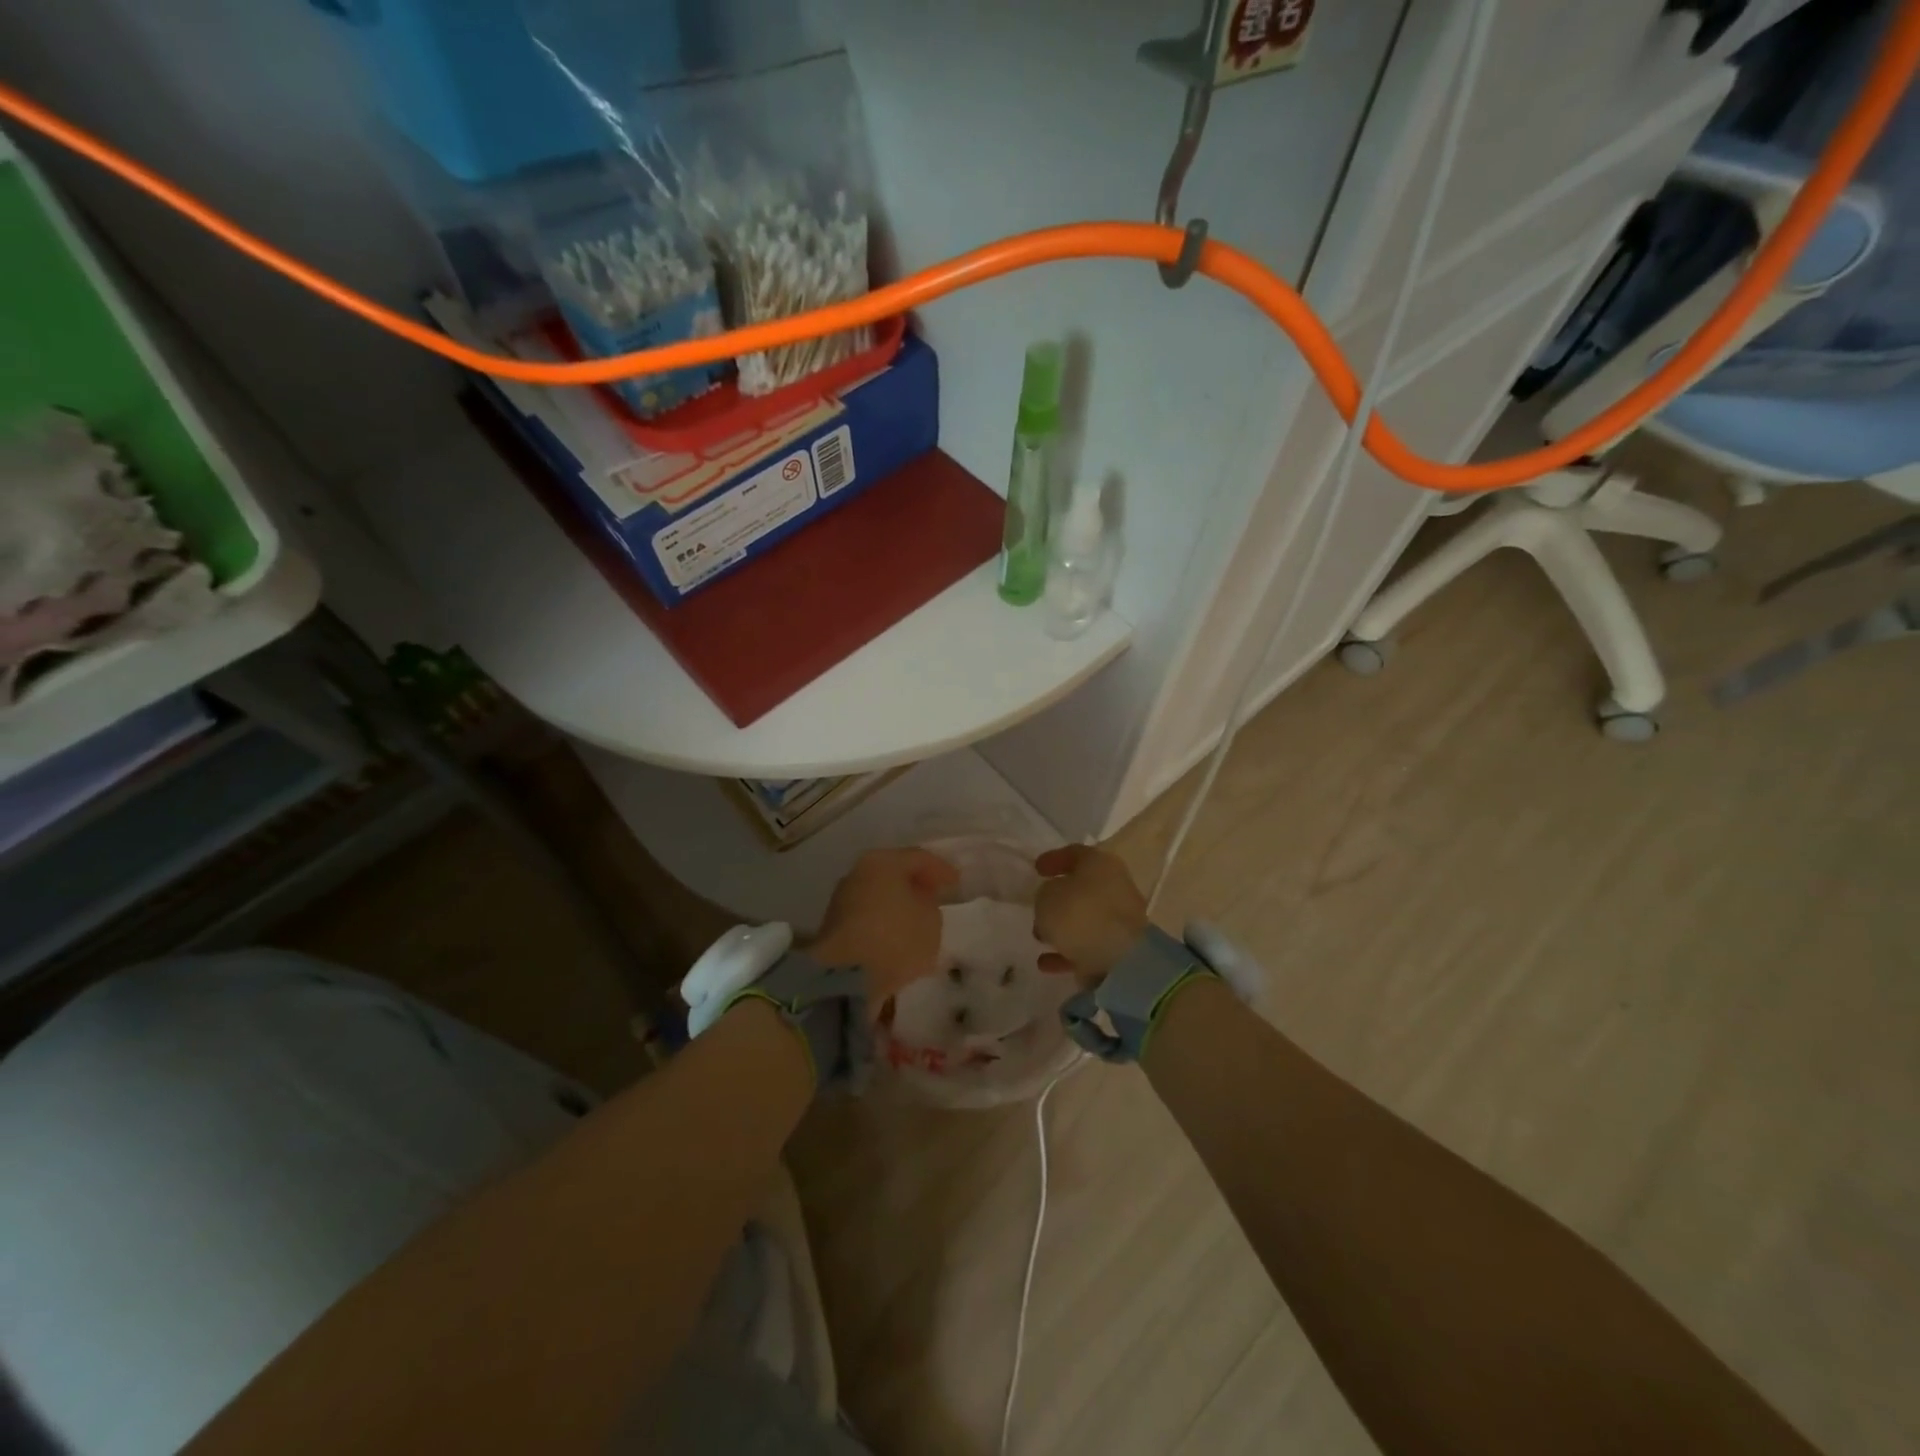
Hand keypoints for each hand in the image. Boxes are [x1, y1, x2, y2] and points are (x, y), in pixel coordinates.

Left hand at [810, 848, 959, 1007]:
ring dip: (898, 903)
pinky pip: (868, 916)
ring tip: (917, 918)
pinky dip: (884, 920)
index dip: (940, 869)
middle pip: (893, 873)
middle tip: (935, 894)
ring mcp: (841, 899)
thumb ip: (929, 904)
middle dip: (915, 884)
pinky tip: (897, 934)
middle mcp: (857, 873)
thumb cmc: (896, 938)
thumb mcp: (931, 920)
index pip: (918, 858)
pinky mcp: (833, 927)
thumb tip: (917, 903)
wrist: (846, 977)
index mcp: (882, 862)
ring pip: (878, 895)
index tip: (956, 882)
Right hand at [1032, 844, 1149, 982]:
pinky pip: (1088, 946)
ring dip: (1062, 927)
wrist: (1121, 960)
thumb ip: (1045, 895)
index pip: (1074, 853)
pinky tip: (1046, 962)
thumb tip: (1053, 901)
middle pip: (1083, 887)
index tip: (1037, 869)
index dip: (1054, 859)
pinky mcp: (1120, 949)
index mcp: (1100, 864)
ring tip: (1039, 937)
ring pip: (1085, 918)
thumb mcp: (1047, 897)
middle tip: (1038, 905)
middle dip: (1058, 898)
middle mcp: (1115, 886)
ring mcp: (1120, 919)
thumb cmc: (1080, 915)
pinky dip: (1068, 952)